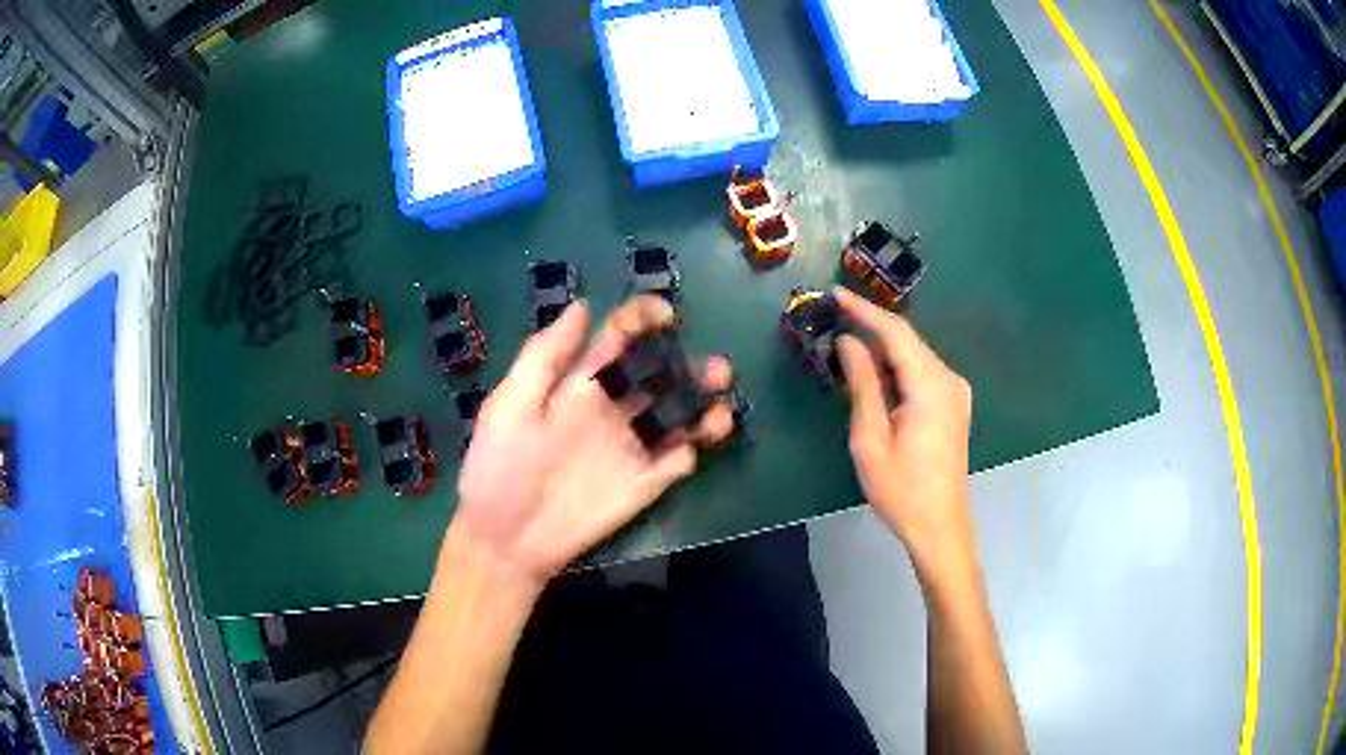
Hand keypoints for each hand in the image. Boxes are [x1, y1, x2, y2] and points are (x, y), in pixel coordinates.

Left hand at [449, 296, 734, 589]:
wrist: (505, 538)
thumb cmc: (498, 467)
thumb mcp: (509, 405)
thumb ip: (544, 357)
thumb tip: (582, 305)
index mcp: (581, 382)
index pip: (620, 338)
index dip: (643, 319)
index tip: (665, 316)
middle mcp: (613, 407)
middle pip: (661, 375)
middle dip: (691, 365)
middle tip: (717, 369)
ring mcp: (630, 446)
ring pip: (678, 416)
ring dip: (704, 408)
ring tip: (719, 414)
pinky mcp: (643, 483)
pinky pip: (675, 462)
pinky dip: (689, 454)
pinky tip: (687, 454)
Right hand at [833, 288, 974, 570]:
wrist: (939, 526)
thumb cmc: (901, 489)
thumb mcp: (871, 438)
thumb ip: (862, 384)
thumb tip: (848, 343)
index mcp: (930, 386)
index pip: (896, 333)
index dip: (864, 310)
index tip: (834, 294)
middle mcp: (949, 380)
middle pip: (908, 341)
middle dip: (871, 329)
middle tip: (834, 321)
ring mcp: (955, 392)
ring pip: (914, 357)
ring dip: (882, 352)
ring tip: (847, 352)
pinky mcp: (954, 405)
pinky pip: (922, 373)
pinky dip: (897, 369)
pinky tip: (875, 379)